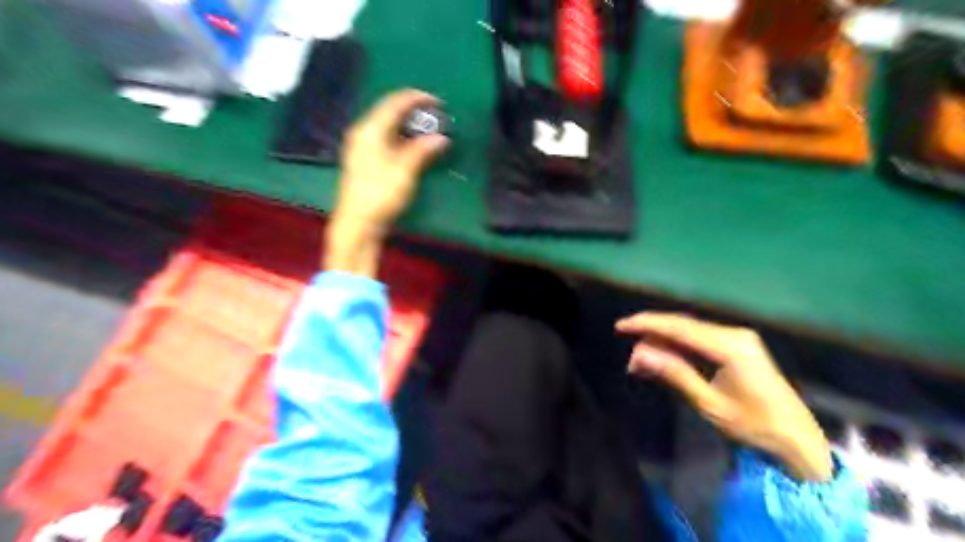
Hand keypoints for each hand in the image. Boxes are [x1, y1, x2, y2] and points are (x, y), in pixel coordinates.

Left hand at [326, 88, 451, 274]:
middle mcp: (362, 133)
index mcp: (370, 130)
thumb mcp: (405, 171)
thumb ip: (423, 150)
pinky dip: (400, 137)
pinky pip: (384, 138)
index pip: (394, 103)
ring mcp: (361, 146)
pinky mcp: (363, 160)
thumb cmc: (380, 194)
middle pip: (388, 112)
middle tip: (434, 115)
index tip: (437, 101)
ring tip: (427, 129)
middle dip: (412, 110)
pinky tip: (411, 145)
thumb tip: (441, 137)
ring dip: (407, 125)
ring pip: (386, 126)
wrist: (357, 223)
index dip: (416, 98)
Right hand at [619, 314, 837, 481]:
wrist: (798, 438)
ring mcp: (736, 339)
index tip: (621, 326)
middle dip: (651, 337)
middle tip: (630, 359)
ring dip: (663, 345)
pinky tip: (662, 361)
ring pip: (688, 333)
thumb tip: (640, 354)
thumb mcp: (710, 403)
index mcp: (729, 346)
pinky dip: (678, 350)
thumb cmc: (755, 425)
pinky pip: (699, 341)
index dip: (646, 324)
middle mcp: (733, 334)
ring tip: (640, 365)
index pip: (678, 327)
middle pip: (682, 326)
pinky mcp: (736, 347)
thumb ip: (675, 373)